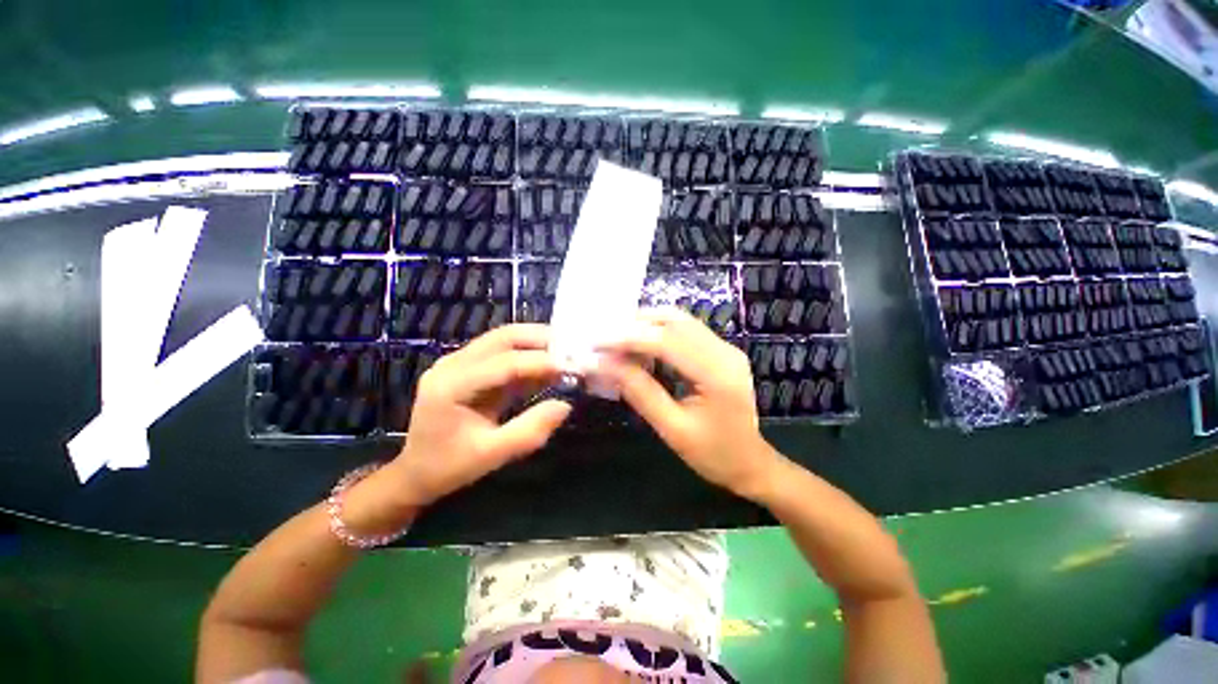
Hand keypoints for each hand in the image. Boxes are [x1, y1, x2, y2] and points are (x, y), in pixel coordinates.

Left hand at [381, 325, 571, 507]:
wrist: (416, 472)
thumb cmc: (449, 467)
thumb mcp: (491, 456)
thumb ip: (529, 431)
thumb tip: (565, 405)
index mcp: (450, 386)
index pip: (504, 363)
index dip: (540, 363)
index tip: (572, 367)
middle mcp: (452, 364)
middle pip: (502, 338)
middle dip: (540, 339)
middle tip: (572, 349)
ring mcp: (457, 361)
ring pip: (503, 338)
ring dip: (535, 341)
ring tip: (564, 351)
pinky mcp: (467, 366)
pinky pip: (501, 350)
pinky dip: (527, 352)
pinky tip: (546, 361)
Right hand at [595, 308, 784, 500]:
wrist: (751, 464)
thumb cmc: (713, 455)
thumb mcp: (671, 428)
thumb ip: (638, 391)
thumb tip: (602, 365)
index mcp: (717, 374)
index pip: (666, 341)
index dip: (627, 338)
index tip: (596, 343)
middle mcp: (724, 351)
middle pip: (673, 321)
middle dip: (634, 325)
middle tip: (603, 338)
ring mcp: (725, 348)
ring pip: (679, 320)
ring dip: (645, 325)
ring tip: (616, 341)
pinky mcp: (721, 351)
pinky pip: (685, 331)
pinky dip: (658, 332)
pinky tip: (640, 346)